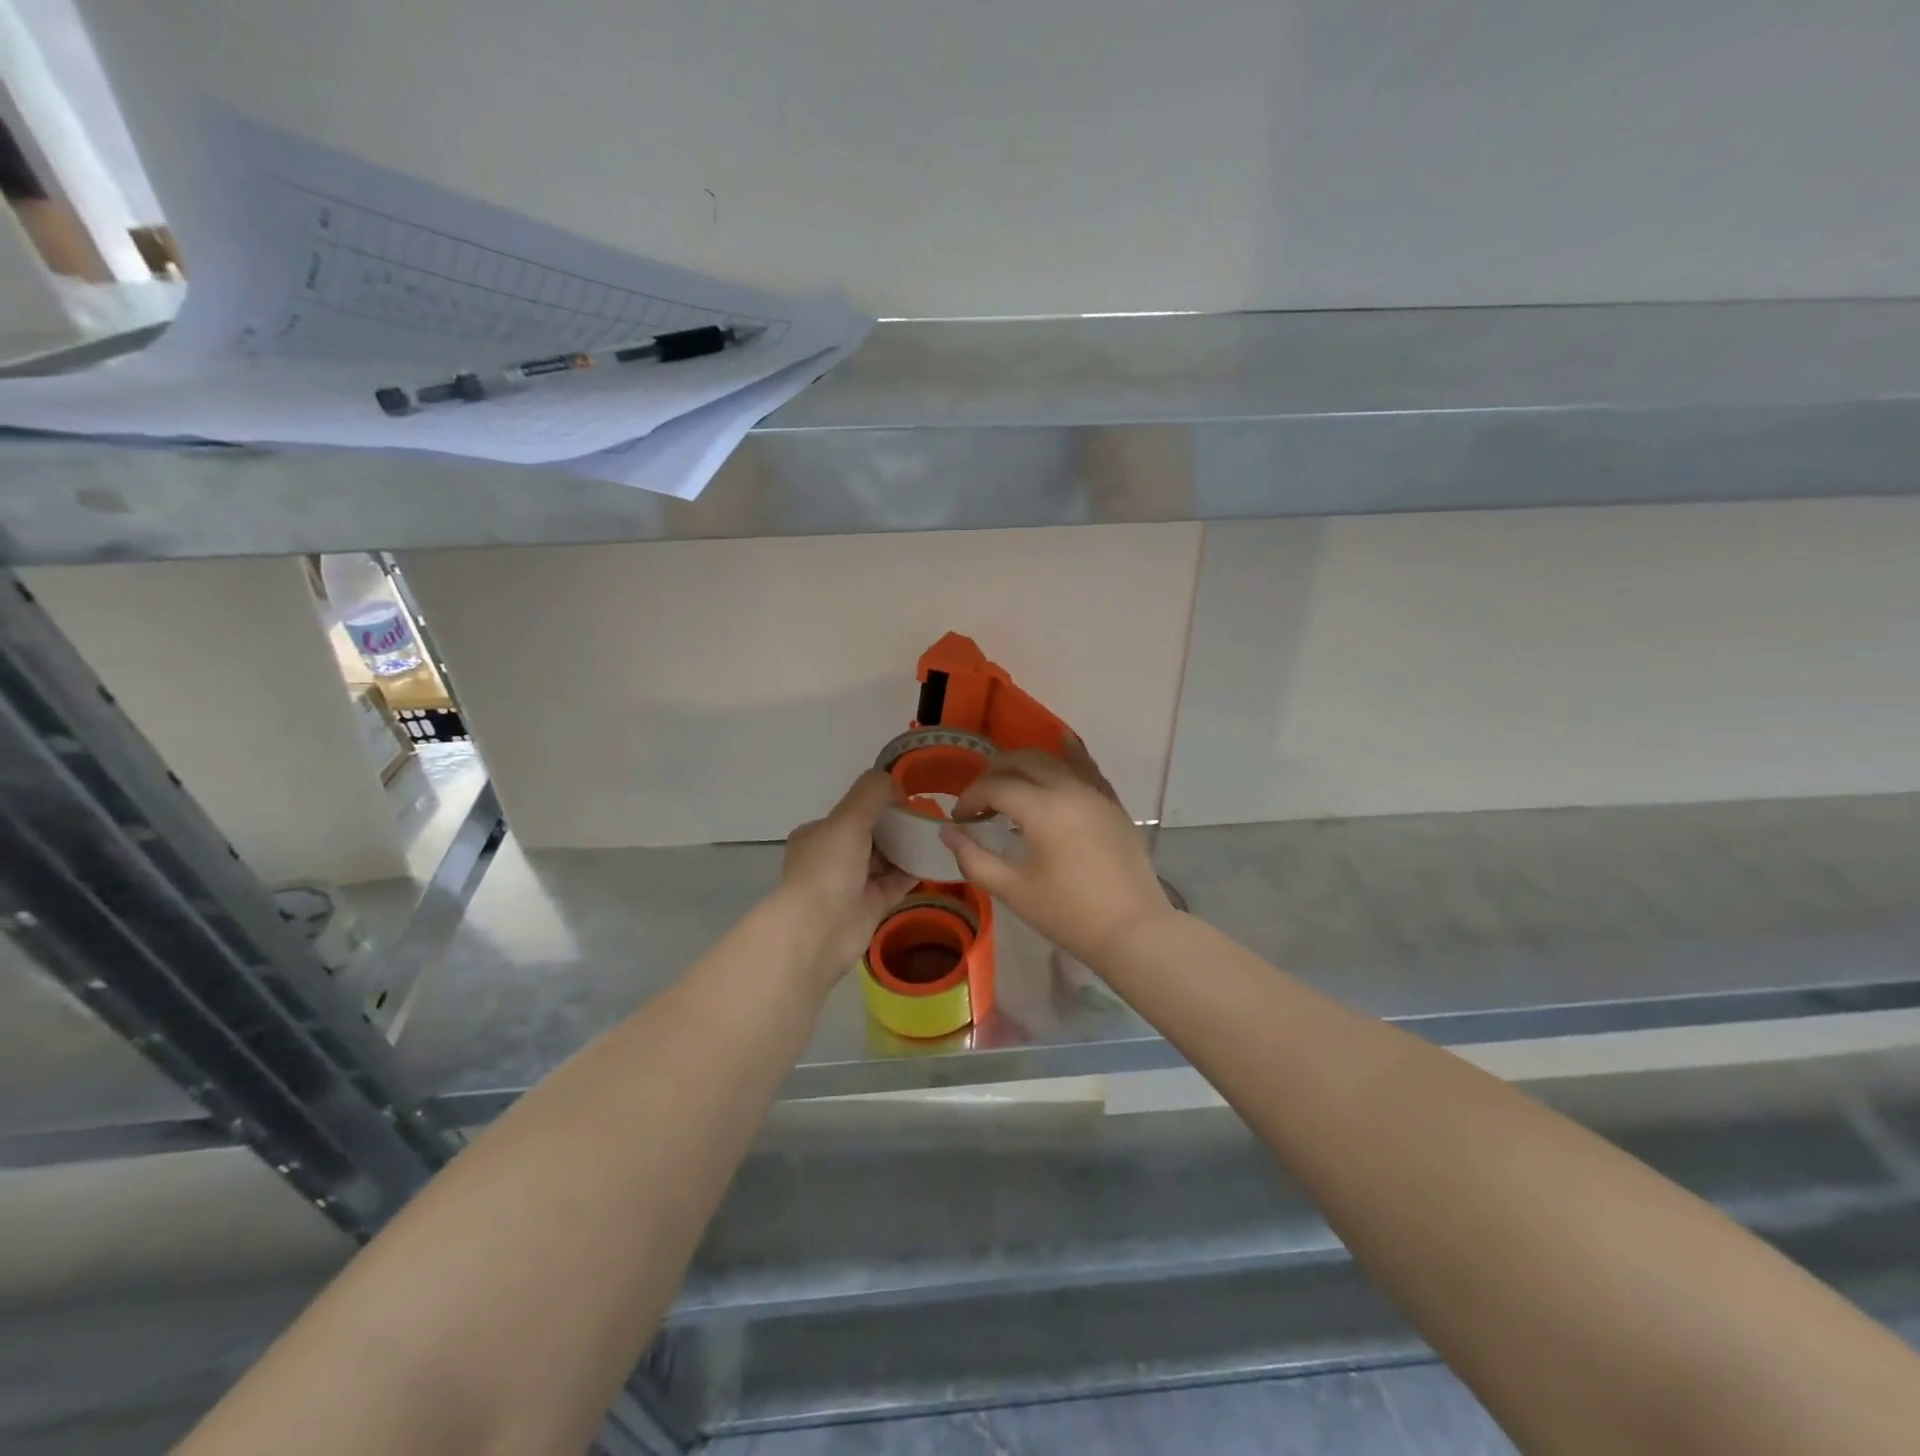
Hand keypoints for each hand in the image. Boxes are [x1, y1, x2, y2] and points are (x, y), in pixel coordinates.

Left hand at [780, 770, 916, 987]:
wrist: (819, 931)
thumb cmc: (828, 868)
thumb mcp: (848, 818)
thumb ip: (872, 793)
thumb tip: (896, 782)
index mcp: (818, 834)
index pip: (852, 813)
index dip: (878, 803)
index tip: (908, 798)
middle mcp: (832, 857)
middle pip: (871, 835)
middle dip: (897, 826)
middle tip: (929, 816)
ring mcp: (852, 884)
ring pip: (885, 859)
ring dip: (908, 847)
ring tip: (939, 833)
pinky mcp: (871, 906)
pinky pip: (897, 882)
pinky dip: (914, 871)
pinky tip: (937, 858)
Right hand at [940, 739, 1175, 964]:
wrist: (1132, 930)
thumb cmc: (1067, 914)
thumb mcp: (1012, 890)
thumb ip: (973, 858)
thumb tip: (948, 832)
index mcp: (1042, 809)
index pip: (995, 786)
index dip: (970, 798)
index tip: (959, 820)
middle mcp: (1069, 788)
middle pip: (1022, 760)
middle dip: (994, 773)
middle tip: (979, 799)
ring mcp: (1095, 792)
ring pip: (1053, 759)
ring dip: (1025, 766)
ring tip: (1010, 787)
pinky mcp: (1113, 802)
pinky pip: (1086, 767)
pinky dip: (1068, 756)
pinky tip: (1062, 746)